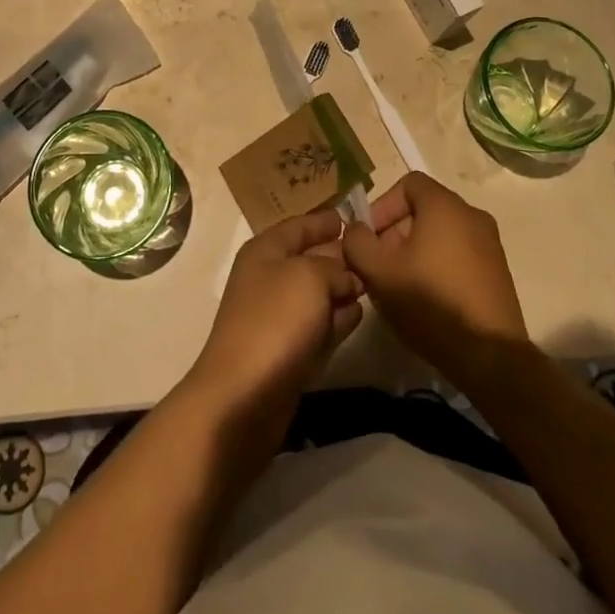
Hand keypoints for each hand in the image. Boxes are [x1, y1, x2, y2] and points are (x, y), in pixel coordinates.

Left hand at [187, 210, 362, 428]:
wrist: (244, 396)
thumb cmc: (275, 320)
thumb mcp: (310, 277)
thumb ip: (334, 268)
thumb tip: (348, 278)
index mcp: (265, 250)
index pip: (298, 226)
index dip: (322, 221)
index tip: (349, 217)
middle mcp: (268, 279)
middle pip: (308, 259)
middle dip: (337, 256)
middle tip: (370, 253)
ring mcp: (277, 318)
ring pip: (316, 295)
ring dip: (340, 289)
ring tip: (370, 283)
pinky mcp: (288, 352)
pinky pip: (318, 326)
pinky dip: (337, 320)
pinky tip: (358, 316)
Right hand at [342, 173, 528, 390]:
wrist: (491, 358)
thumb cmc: (431, 303)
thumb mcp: (378, 272)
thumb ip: (357, 242)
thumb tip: (356, 229)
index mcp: (445, 205)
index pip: (407, 183)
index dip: (382, 206)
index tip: (370, 238)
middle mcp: (472, 215)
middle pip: (423, 209)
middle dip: (395, 232)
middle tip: (380, 265)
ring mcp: (490, 244)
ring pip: (441, 234)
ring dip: (415, 251)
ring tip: (400, 286)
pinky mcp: (498, 273)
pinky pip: (459, 254)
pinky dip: (438, 266)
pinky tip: (427, 300)